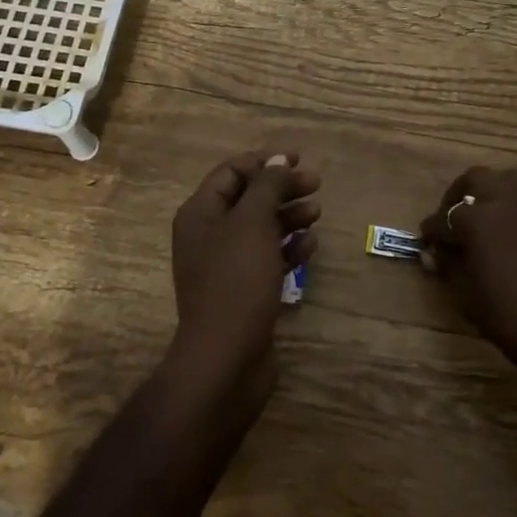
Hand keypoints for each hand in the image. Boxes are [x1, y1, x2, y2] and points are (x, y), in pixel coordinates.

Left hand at [167, 150, 320, 400]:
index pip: (231, 172)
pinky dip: (287, 249)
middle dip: (281, 189)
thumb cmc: (236, 280)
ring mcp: (225, 265)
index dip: (264, 162)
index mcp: (200, 213)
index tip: (299, 159)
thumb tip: (277, 159)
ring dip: (288, 217)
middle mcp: (208, 235)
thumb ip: (267, 187)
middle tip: (316, 184)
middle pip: (248, 199)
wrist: (226, 357)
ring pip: (260, 229)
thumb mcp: (252, 223)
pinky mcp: (243, 291)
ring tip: (316, 213)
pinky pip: (267, 258)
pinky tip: (309, 247)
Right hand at [420, 167, 516, 388]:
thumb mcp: (468, 298)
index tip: (427, 240)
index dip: (432, 231)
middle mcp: (507, 200)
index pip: (443, 218)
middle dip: (459, 194)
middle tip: (455, 217)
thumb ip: (448, 267)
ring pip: (512, 179)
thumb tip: (434, 253)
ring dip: (497, 192)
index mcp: (476, 220)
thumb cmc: (513, 321)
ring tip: (493, 214)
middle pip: (475, 179)